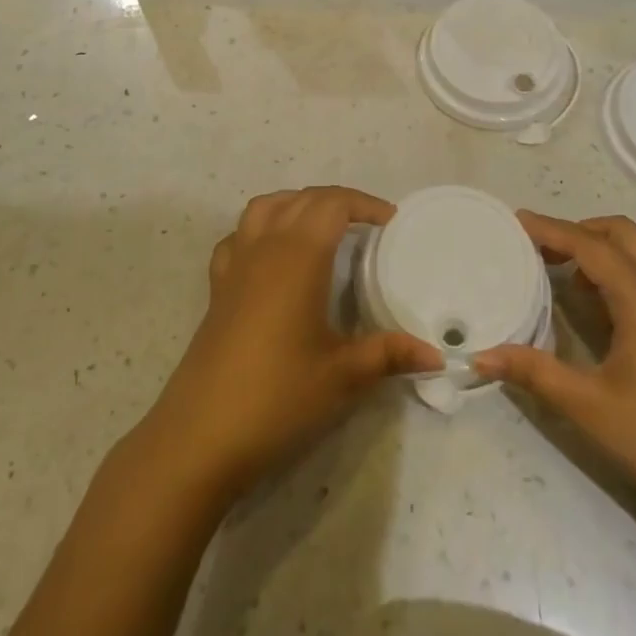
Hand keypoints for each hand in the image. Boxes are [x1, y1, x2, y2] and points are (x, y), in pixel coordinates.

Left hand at [134, 187, 441, 506]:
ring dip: (297, 204)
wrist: (200, 436)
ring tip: (322, 226)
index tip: (391, 221)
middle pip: (301, 199)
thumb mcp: (342, 376)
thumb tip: (435, 355)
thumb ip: (389, 355)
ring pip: (264, 207)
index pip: (332, 204)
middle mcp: (264, 248)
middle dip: (337, 201)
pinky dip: (260, 229)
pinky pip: (238, 237)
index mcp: (298, 257)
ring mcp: (235, 266)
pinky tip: (273, 255)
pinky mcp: (216, 289)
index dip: (364, 204)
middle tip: (367, 224)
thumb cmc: (278, 397)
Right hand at [473, 212, 635, 541]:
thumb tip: (480, 355)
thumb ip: (534, 371)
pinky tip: (606, 301)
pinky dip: (628, 262)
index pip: (589, 245)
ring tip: (573, 271)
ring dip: (608, 243)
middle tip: (542, 249)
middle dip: (580, 230)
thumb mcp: (588, 407)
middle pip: (622, 232)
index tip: (517, 221)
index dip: (551, 229)